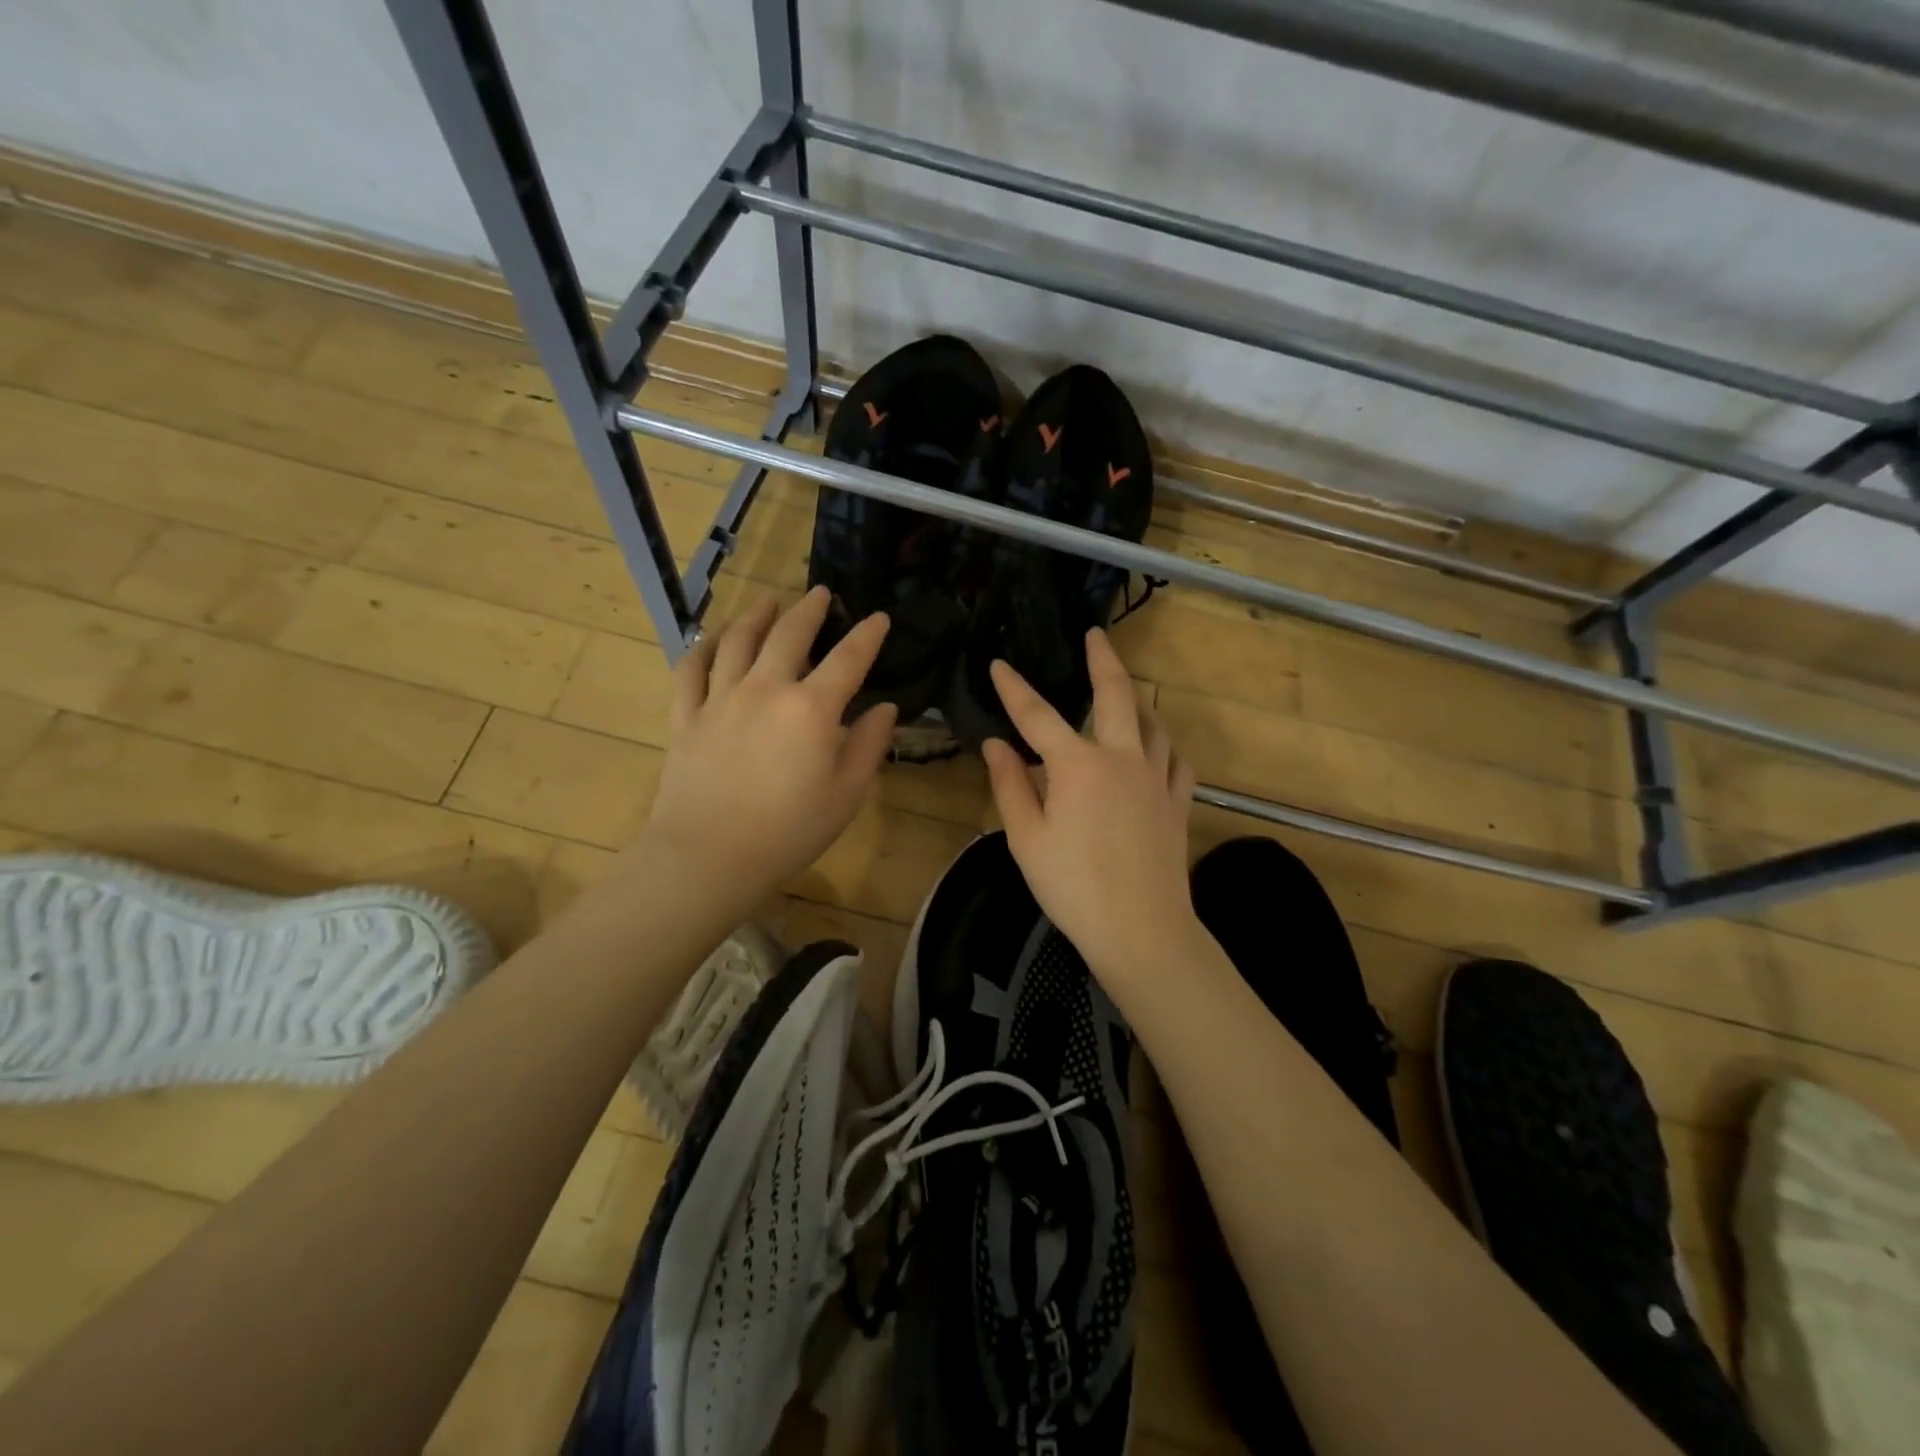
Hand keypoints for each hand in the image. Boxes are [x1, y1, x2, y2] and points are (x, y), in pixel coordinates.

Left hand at [640, 588, 895, 901]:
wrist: (709, 856)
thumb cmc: (789, 831)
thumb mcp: (847, 795)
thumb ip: (870, 746)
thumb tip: (884, 708)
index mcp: (812, 708)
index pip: (848, 659)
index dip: (867, 635)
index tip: (878, 617)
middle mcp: (766, 689)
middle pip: (789, 634)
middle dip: (809, 610)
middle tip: (820, 592)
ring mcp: (720, 698)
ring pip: (738, 641)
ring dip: (756, 615)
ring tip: (768, 601)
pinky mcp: (686, 716)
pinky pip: (691, 669)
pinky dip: (703, 647)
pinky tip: (712, 638)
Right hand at [981, 629, 1199, 985]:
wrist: (1141, 930)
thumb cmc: (1072, 887)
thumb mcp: (1026, 839)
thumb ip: (1010, 785)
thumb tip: (995, 745)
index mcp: (1077, 766)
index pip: (1037, 716)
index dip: (1014, 689)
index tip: (997, 664)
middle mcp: (1121, 758)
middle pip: (1114, 695)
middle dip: (1102, 659)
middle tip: (1095, 634)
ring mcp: (1155, 779)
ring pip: (1153, 722)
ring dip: (1137, 699)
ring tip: (1126, 690)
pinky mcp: (1177, 803)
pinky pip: (1177, 760)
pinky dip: (1165, 745)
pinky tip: (1158, 748)